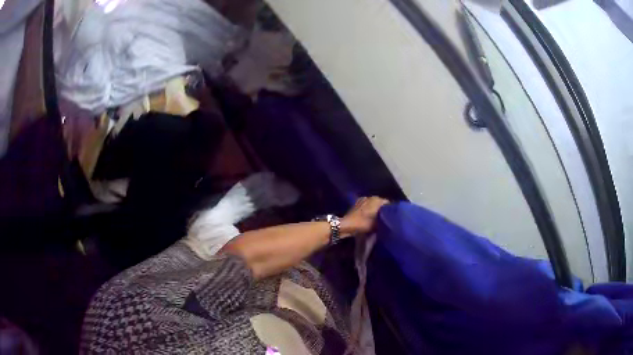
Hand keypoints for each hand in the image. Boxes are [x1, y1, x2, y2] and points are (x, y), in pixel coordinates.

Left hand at [340, 197, 388, 236]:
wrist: (346, 225)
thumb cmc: (363, 224)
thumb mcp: (377, 224)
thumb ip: (384, 220)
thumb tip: (388, 219)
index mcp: (377, 200)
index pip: (388, 203)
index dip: (390, 210)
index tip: (392, 216)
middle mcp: (370, 197)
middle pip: (380, 203)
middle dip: (382, 209)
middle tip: (385, 217)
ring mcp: (363, 199)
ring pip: (373, 204)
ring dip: (375, 209)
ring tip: (378, 217)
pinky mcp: (356, 203)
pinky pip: (366, 206)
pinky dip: (368, 210)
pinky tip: (369, 216)